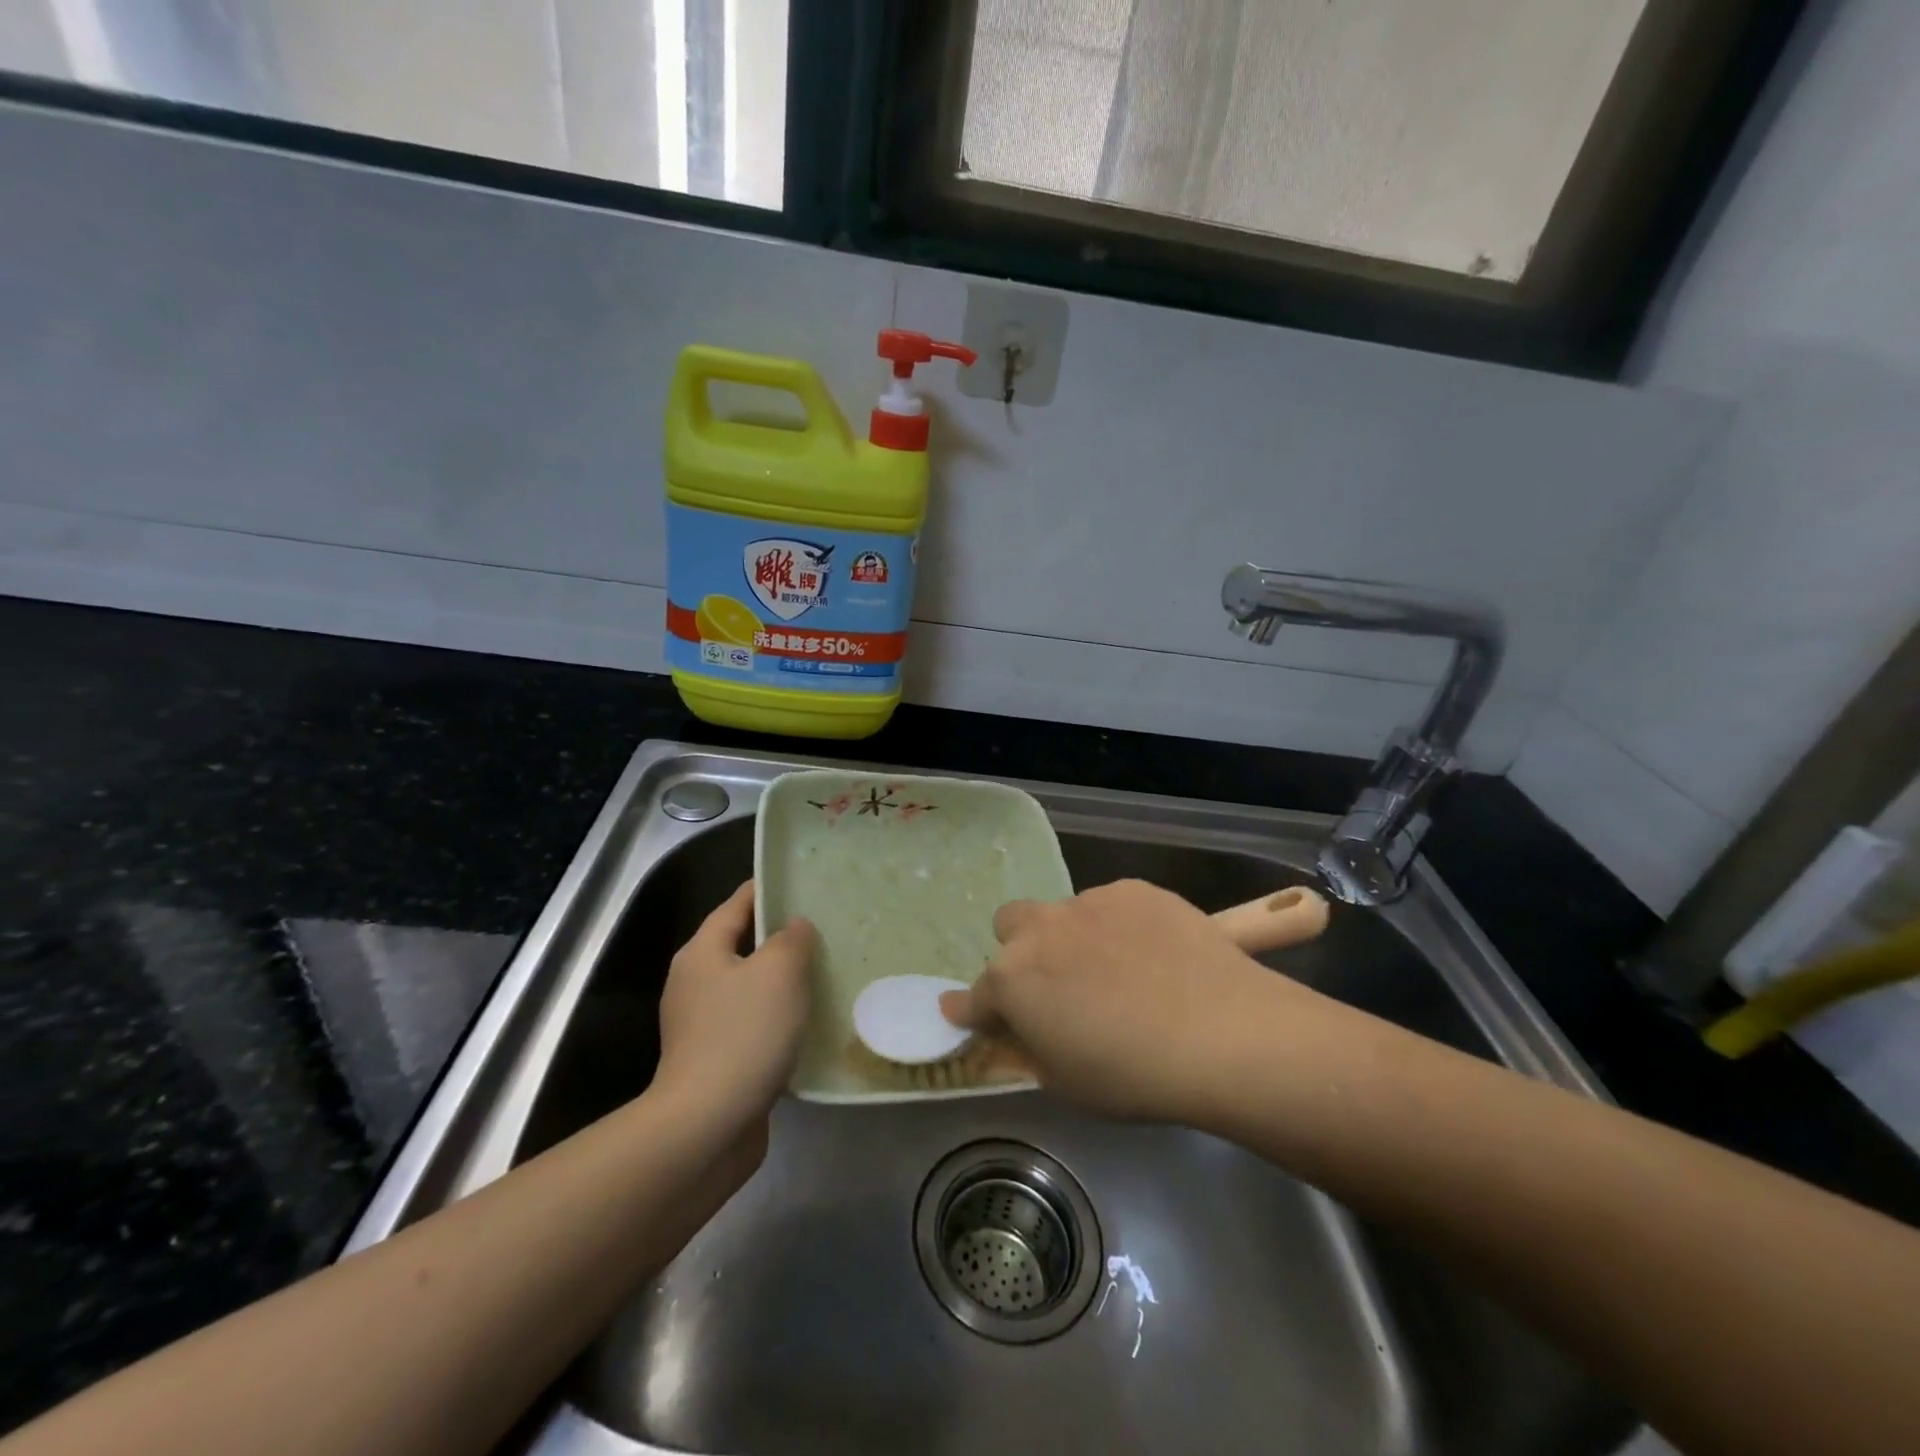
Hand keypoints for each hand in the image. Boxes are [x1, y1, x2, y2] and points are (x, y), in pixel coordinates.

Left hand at [653, 881, 814, 1136]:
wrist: (708, 1125)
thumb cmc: (744, 1034)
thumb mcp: (779, 971)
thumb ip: (792, 939)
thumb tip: (794, 927)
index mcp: (702, 952)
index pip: (737, 903)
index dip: (769, 889)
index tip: (805, 882)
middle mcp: (694, 982)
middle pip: (742, 945)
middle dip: (781, 938)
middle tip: (826, 930)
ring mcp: (701, 1024)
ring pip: (750, 987)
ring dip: (782, 982)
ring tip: (826, 974)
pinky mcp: (714, 1059)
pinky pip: (752, 1024)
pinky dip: (777, 1018)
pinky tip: (809, 1024)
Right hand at [941, 879, 1303, 1122]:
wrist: (1220, 1032)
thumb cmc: (1133, 1075)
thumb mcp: (1066, 1082)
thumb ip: (1031, 1048)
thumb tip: (1019, 1031)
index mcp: (1012, 980)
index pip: (974, 995)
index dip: (971, 1010)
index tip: (972, 1015)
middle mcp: (1040, 930)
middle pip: (1009, 926)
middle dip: (1020, 952)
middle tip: (1055, 986)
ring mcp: (1088, 902)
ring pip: (1064, 914)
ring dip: (1074, 939)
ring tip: (1121, 973)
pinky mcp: (1133, 889)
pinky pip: (1111, 906)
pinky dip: (1119, 927)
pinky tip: (1154, 956)